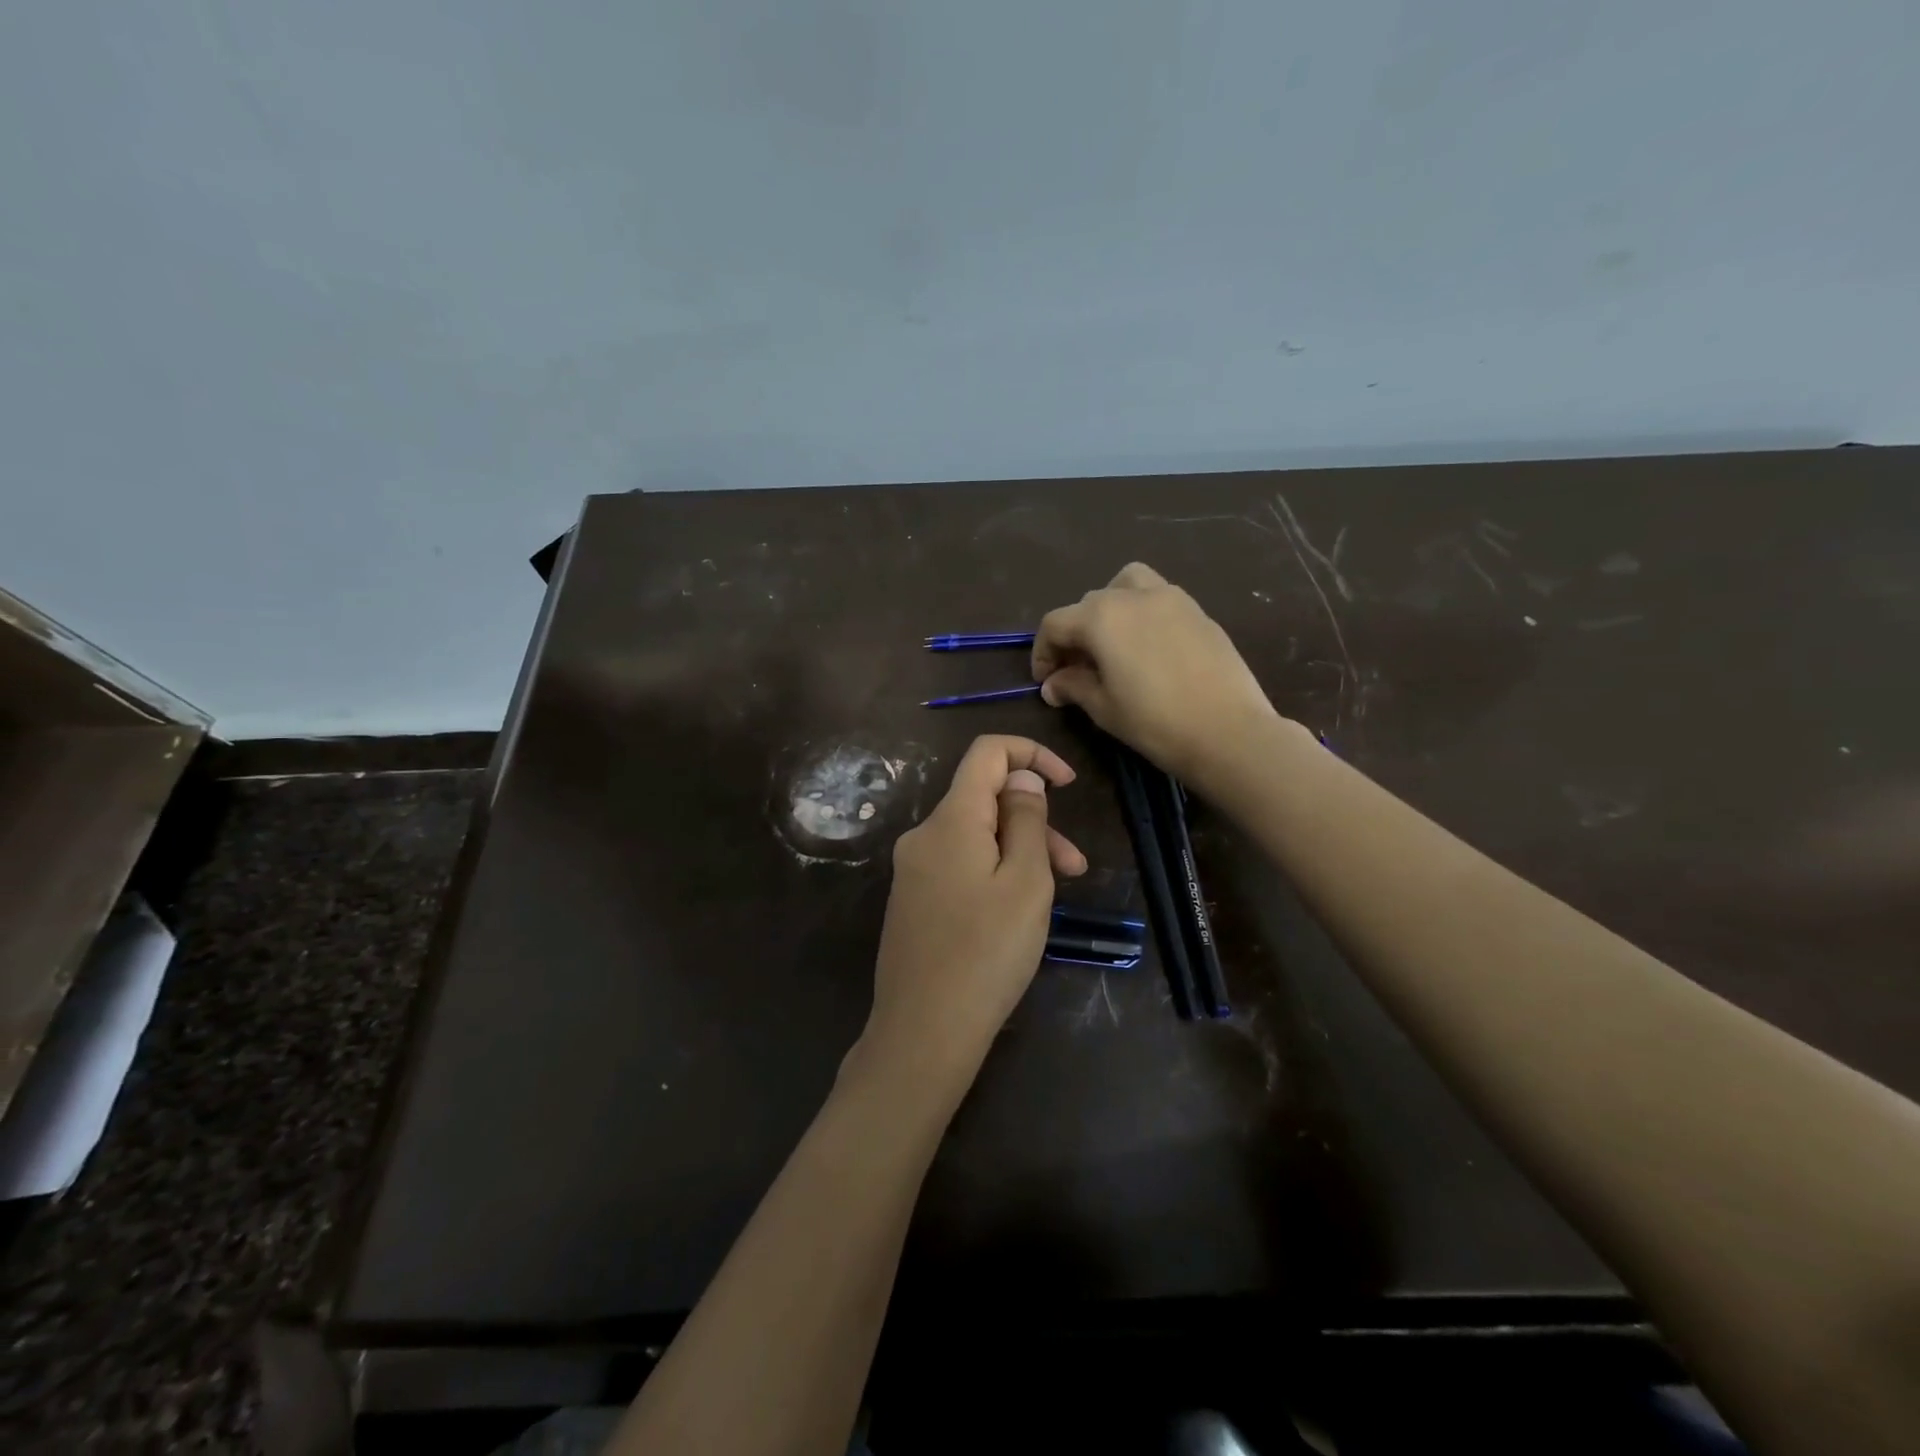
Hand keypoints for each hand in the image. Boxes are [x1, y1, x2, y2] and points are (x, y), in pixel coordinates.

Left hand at [860, 736, 1086, 1092]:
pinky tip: (1015, 911)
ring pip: (975, 836)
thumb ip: (1027, 819)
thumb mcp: (1026, 881)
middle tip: (1075, 866)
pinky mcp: (912, 899)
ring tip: (1057, 894)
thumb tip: (1021, 777)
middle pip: (984, 800)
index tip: (1068, 784)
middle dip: (1034, 820)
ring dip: (1019, 852)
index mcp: (950, 820)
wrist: (923, 1031)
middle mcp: (923, 834)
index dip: (1032, 754)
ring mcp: (913, 869)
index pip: (987, 752)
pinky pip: (959, 865)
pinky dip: (993, 872)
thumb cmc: (986, 953)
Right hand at [1032, 562, 1280, 783]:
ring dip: (1111, 607)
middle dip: (1075, 634)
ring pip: (1127, 585)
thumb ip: (1072, 686)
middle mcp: (1133, 595)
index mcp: (1101, 616)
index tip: (1046, 682)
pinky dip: (1143, 614)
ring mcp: (1171, 598)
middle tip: (1077, 670)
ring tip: (1114, 643)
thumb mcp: (1103, 708)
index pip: (1055, 624)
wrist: (1229, 732)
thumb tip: (1052, 684)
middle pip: (1089, 603)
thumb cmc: (1155, 722)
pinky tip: (1149, 650)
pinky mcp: (1199, 611)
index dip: (1043, 653)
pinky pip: (1159, 599)